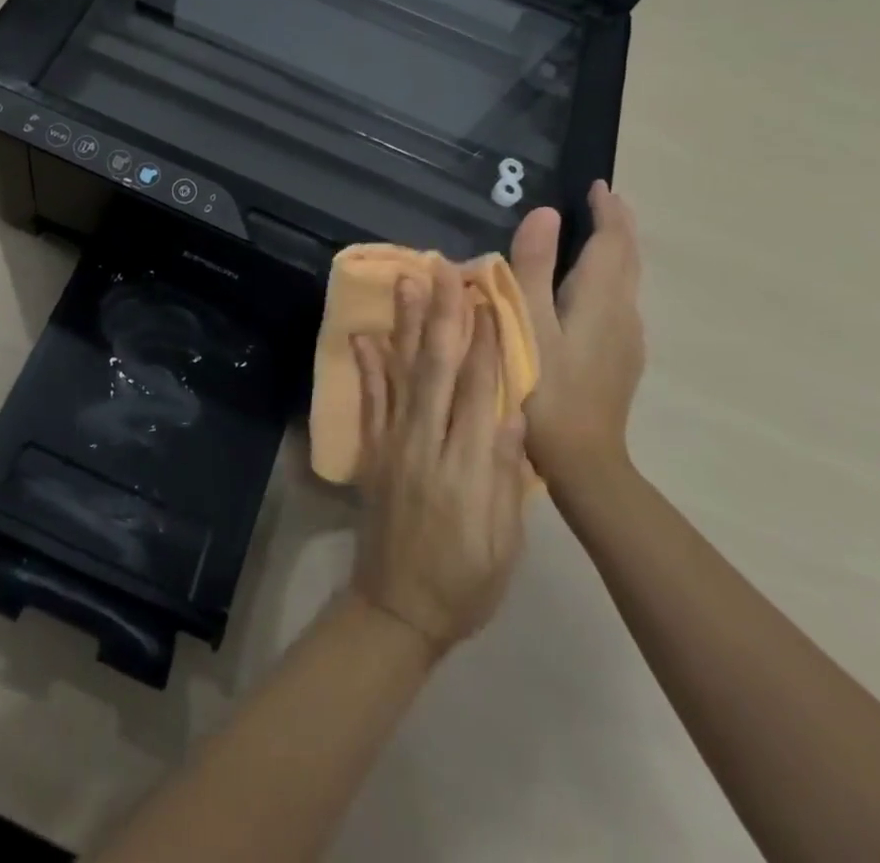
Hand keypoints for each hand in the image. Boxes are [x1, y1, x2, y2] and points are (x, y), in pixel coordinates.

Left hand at [349, 260, 527, 658]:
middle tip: (445, 271)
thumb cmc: (466, 582)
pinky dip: (367, 367)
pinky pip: (368, 402)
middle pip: (437, 370)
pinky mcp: (371, 451)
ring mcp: (393, 445)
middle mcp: (426, 446)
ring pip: (401, 374)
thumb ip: (506, 474)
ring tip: (407, 282)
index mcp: (467, 469)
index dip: (486, 344)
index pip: (479, 393)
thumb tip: (514, 411)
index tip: (489, 299)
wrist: (398, 608)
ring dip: (405, 326)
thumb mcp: (505, 542)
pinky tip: (365, 335)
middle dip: (443, 316)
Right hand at [510, 180, 645, 484]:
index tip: (597, 185)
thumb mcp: (526, 323)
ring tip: (592, 236)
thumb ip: (533, 267)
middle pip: (628, 258)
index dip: (608, 210)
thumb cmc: (543, 388)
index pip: (613, 241)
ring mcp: (628, 340)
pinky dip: (609, 278)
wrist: (583, 461)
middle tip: (600, 201)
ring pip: (627, 281)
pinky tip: (587, 291)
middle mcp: (624, 313)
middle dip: (618, 226)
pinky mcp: (622, 360)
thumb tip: (545, 212)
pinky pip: (620, 302)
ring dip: (615, 251)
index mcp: (600, 299)